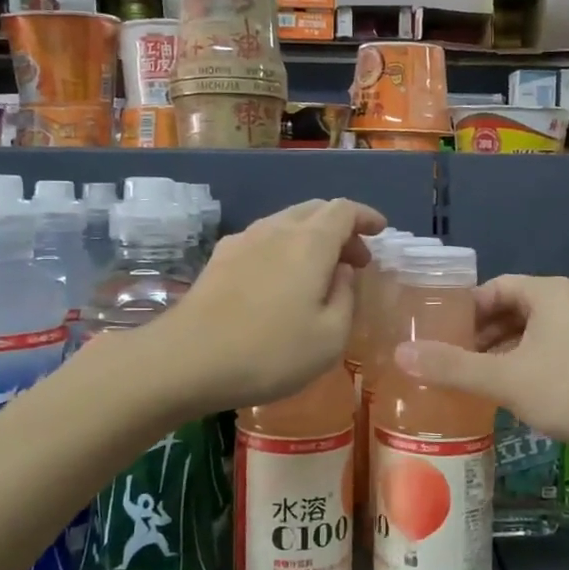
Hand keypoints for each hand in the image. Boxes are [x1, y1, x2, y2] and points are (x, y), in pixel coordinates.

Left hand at [158, 198, 384, 411]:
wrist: (188, 359)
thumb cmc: (269, 352)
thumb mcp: (329, 338)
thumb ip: (346, 297)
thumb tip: (342, 271)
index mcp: (309, 243)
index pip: (344, 210)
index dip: (366, 216)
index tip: (380, 231)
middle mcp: (276, 230)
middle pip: (314, 210)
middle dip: (341, 227)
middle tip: (355, 260)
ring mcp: (242, 241)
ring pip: (286, 222)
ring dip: (311, 237)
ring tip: (321, 271)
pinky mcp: (219, 259)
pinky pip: (262, 238)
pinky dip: (284, 247)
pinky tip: (280, 278)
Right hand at [394, 274, 568, 446]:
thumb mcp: (508, 380)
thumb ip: (453, 367)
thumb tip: (400, 354)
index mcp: (548, 292)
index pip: (494, 288)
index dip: (464, 311)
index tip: (439, 338)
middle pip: (515, 311)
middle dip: (482, 338)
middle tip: (452, 366)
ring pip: (537, 336)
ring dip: (507, 357)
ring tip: (480, 386)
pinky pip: (559, 355)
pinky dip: (534, 370)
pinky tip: (523, 401)